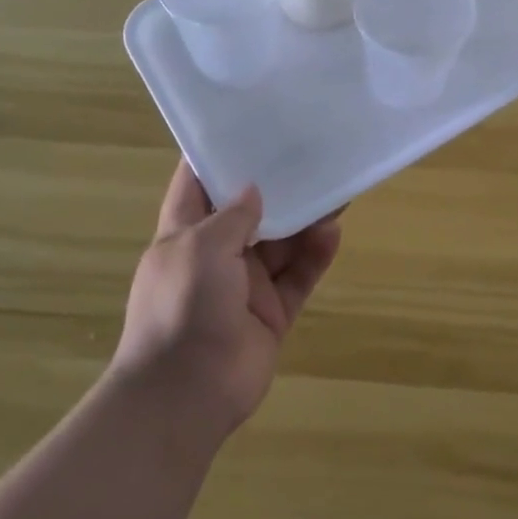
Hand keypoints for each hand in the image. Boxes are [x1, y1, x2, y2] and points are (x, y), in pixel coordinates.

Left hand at [113, 160, 341, 441]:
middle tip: (312, 156)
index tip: (248, 124)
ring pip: (282, 243)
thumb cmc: (181, 307)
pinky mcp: (272, 312)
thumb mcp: (199, 247)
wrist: (186, 394)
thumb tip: (254, 191)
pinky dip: (316, 255)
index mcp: (184, 234)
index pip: (197, 184)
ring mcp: (246, 285)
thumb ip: (232, 216)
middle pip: (251, 212)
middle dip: (278, 186)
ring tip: (336, 191)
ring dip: (305, 220)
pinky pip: (299, 276)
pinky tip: (333, 232)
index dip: (218, 154)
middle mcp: (215, 255)